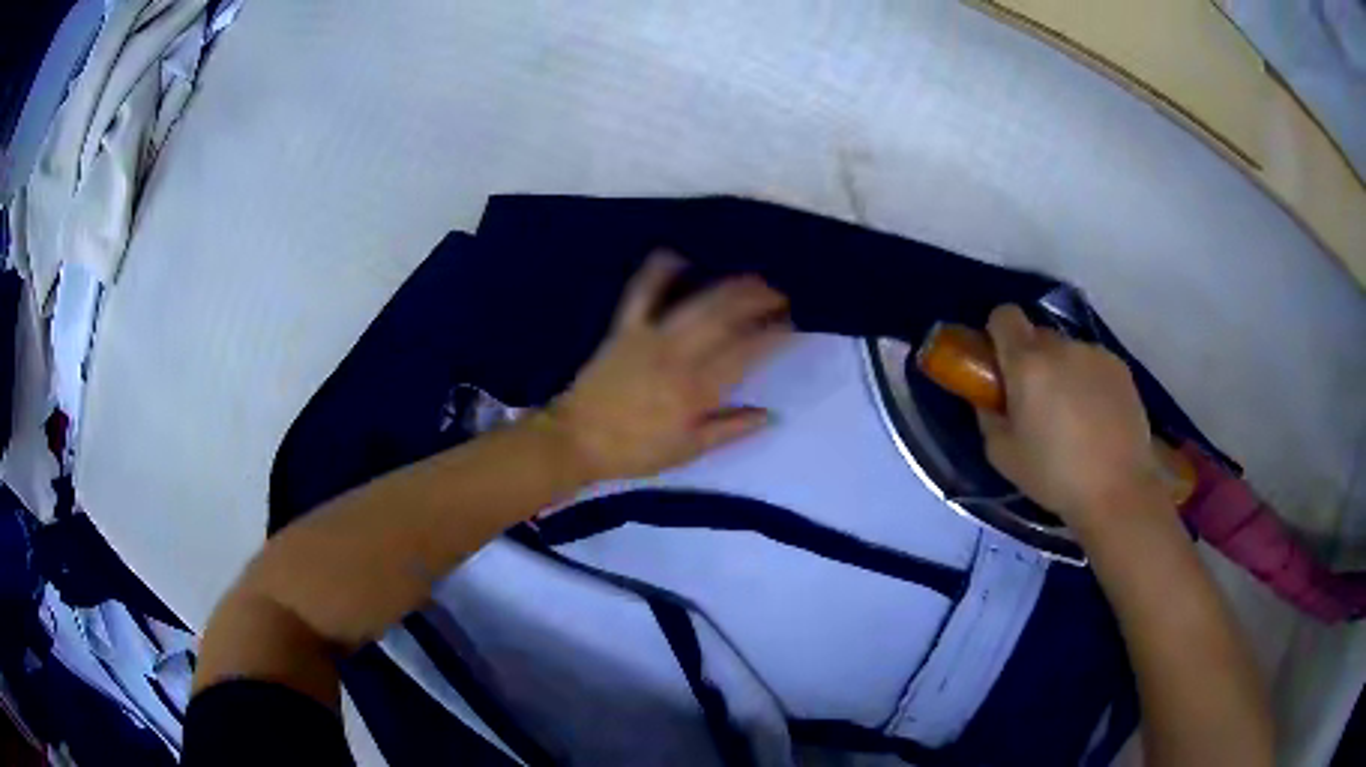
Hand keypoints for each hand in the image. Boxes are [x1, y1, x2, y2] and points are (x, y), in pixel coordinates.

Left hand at [545, 250, 791, 481]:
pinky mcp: (624, 329)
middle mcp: (678, 356)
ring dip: (727, 286)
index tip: (792, 326)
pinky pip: (642, 294)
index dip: (773, 336)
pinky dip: (658, 273)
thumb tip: (769, 414)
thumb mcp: (688, 450)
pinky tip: (675, 256)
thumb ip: (730, 429)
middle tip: (781, 294)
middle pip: (725, 318)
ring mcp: (650, 337)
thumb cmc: (635, 450)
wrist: (576, 439)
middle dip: (758, 301)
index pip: (745, 353)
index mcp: (696, 389)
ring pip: (695, 303)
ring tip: (751, 277)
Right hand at [976, 305, 1166, 534]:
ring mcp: (1095, 354)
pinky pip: (1093, 364)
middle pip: (1037, 335)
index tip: (1001, 368)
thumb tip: (990, 398)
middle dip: (1031, 360)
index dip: (998, 336)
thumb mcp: (1003, 456)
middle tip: (1036, 403)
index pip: (1004, 316)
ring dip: (1062, 372)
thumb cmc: (1054, 475)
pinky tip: (1097, 420)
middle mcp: (1062, 346)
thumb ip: (989, 416)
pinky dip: (1089, 382)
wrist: (1119, 488)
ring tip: (1073, 418)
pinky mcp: (1120, 368)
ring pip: (1067, 352)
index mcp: (1027, 362)